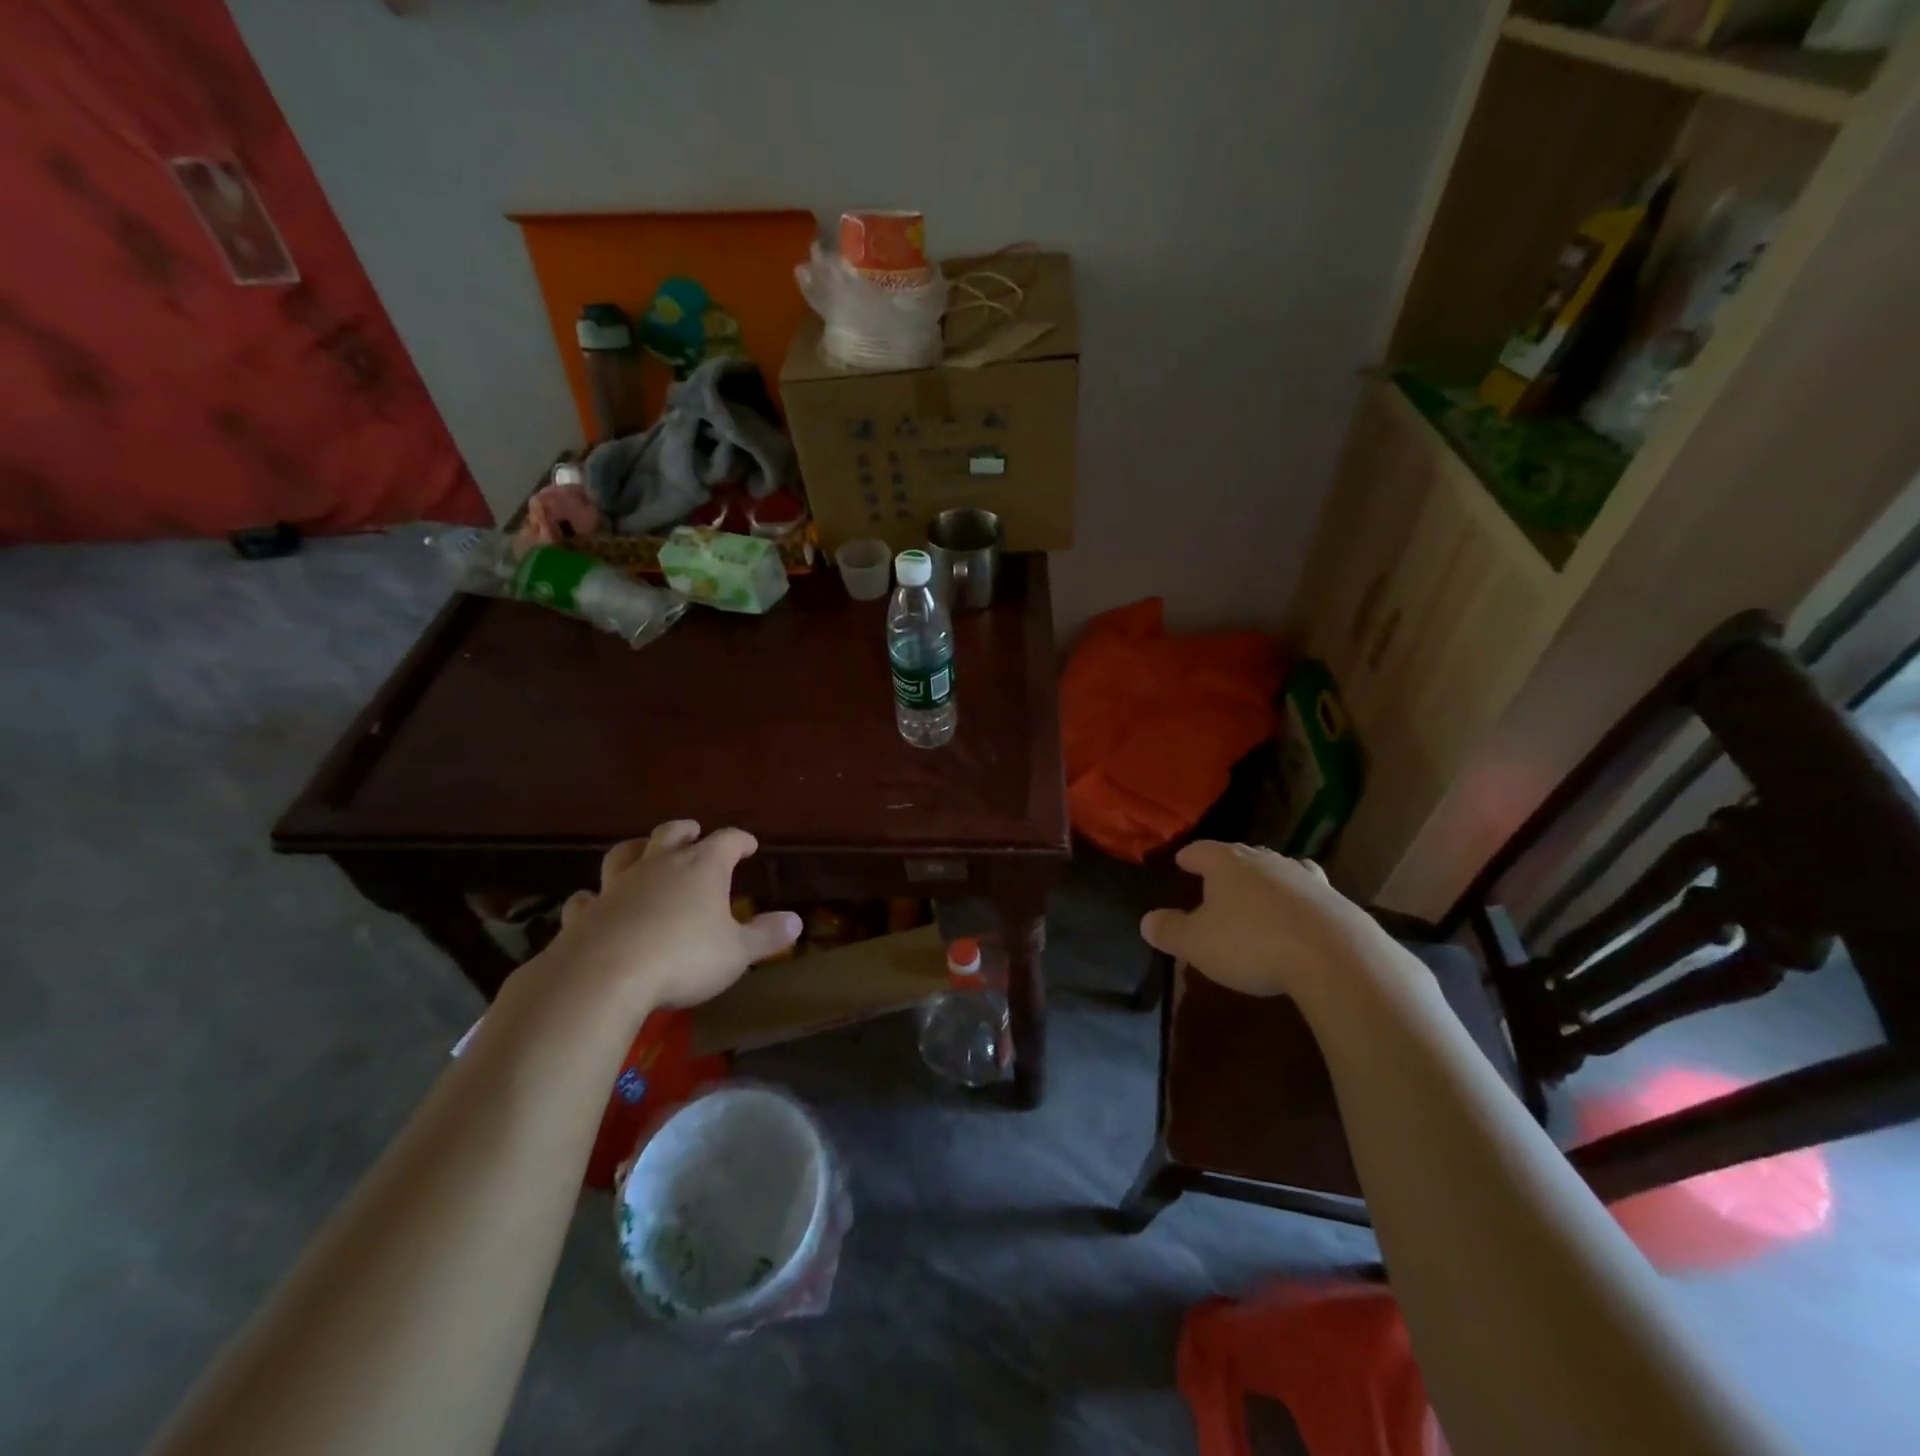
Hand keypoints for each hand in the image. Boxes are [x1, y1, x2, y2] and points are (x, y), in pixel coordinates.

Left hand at [539, 821, 800, 1015]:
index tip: (749, 846)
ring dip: (637, 850)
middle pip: (672, 833)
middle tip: (693, 833)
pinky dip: (594, 897)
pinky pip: (588, 897)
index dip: (740, 841)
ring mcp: (617, 886)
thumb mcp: (737, 952)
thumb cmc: (683, 958)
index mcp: (702, 867)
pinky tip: (594, 903)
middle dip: (686, 831)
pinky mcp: (585, 913)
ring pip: (625, 854)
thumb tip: (796, 921)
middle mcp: (659, 866)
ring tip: (643, 853)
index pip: (727, 840)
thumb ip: (766, 936)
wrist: (604, 978)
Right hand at [1139, 841, 1382, 1000]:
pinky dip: (1298, 903)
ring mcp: (1304, 878)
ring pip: (1278, 870)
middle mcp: (1265, 861)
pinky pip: (1308, 895)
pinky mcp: (1336, 901)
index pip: (1201, 850)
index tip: (1182, 861)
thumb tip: (1147, 921)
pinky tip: (1298, 918)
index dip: (1190, 857)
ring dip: (1266, 881)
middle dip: (1228, 866)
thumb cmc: (1251, 943)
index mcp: (1227, 863)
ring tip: (1260, 894)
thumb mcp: (1197, 943)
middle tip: (1217, 880)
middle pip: (1241, 855)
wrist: (1335, 956)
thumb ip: (1170, 930)